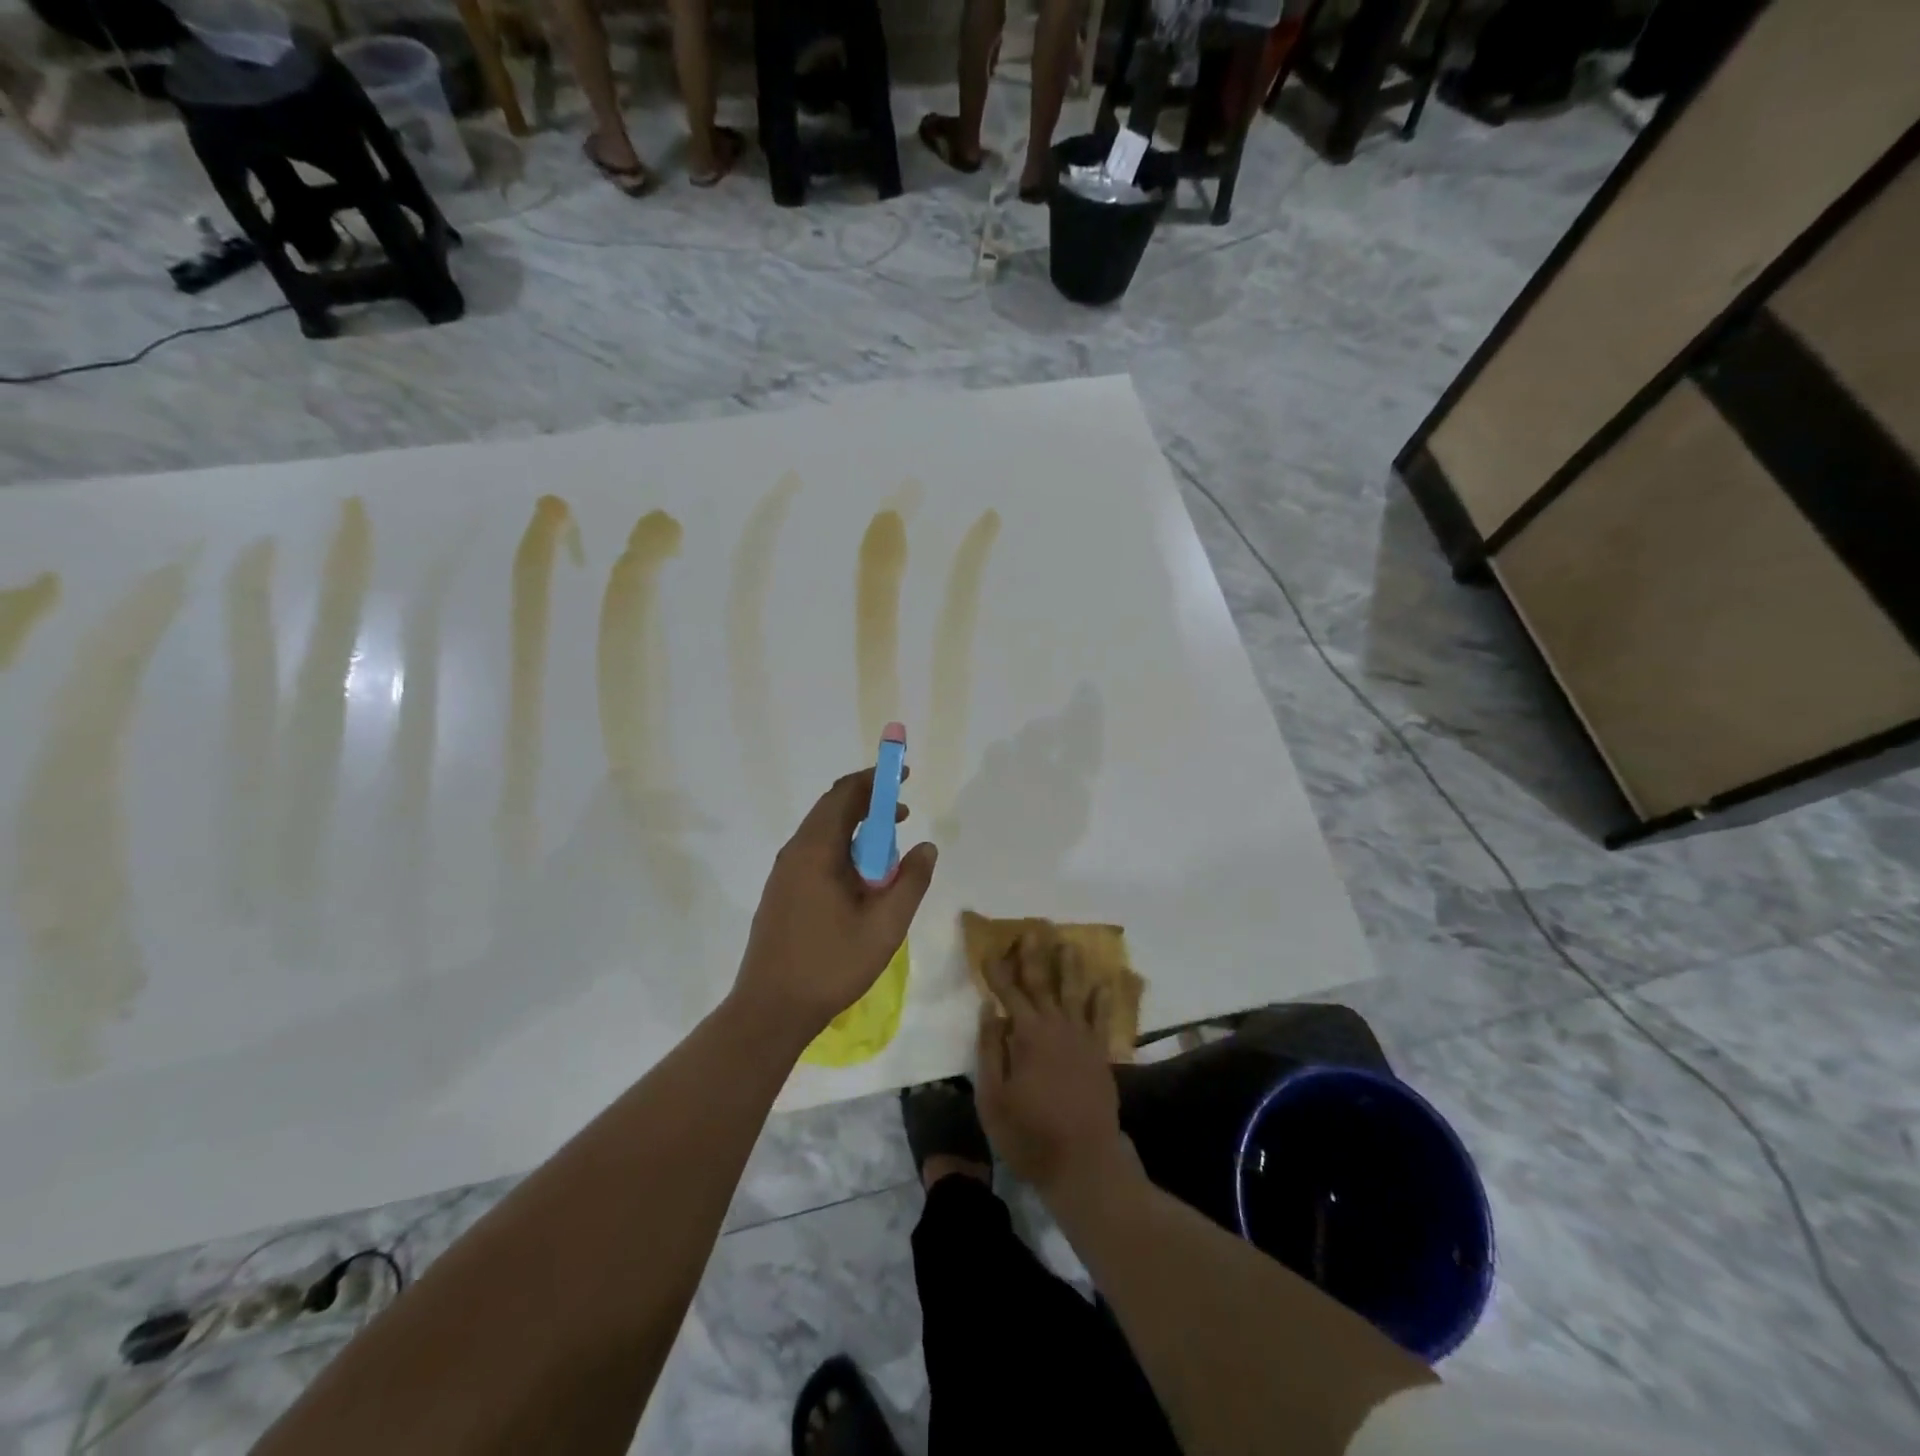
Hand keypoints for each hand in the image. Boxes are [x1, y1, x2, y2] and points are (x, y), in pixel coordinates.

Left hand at [732, 767, 936, 1043]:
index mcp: (816, 850)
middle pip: (832, 808)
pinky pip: (815, 853)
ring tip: (891, 846)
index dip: (876, 779)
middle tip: (904, 811)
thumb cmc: (830, 965)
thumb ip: (911, 881)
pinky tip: (862, 877)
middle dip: (870, 802)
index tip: (903, 775)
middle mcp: (795, 852)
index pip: (846, 794)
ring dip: (857, 828)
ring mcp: (784, 873)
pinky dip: (843, 848)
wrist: (770, 1009)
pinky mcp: (782, 893)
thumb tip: (926, 848)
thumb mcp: (885, 925)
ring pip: (823, 832)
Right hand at [975, 934, 1134, 1198]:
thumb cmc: (1029, 1134)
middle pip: (1043, 983)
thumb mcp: (994, 1098)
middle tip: (1031, 930)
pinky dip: (1103, 1000)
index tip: (988, 948)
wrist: (1084, 1164)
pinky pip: (1102, 1019)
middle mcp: (1057, 1027)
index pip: (1008, 992)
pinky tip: (1104, 984)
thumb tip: (990, 1009)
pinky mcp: (1100, 1055)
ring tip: (1067, 944)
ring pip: (1075, 993)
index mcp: (1028, 1035)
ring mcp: (1083, 1039)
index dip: (997, 970)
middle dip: (1034, 956)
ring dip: (1069, 967)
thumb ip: (991, 1050)